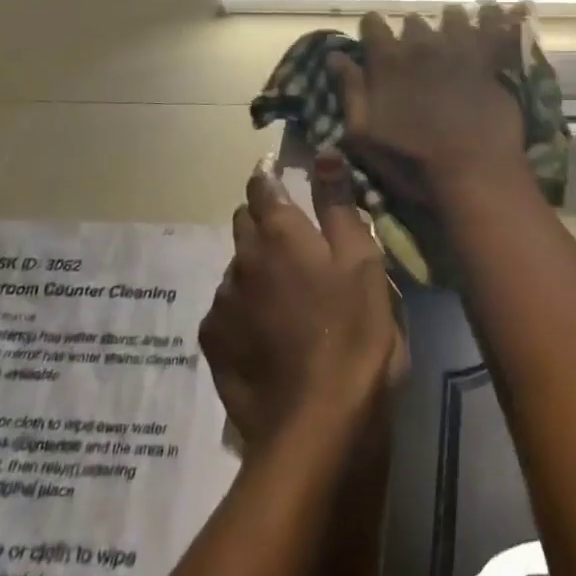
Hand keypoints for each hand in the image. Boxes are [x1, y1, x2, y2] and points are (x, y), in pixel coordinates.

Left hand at [200, 156, 405, 454]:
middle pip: (244, 223)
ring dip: (256, 266)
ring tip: (287, 291)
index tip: (277, 171)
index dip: (268, 175)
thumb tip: (323, 153)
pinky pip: (227, 308)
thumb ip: (338, 205)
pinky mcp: (213, 343)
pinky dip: (245, 306)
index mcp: (280, 234)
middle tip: (295, 236)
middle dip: (263, 218)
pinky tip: (269, 330)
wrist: (317, 422)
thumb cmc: (354, 331)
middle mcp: (242, 260)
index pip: (262, 187)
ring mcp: (222, 303)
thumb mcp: (362, 261)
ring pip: (236, 267)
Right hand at [330, 4, 530, 202]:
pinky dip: (492, 17)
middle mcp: (422, 45)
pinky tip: (495, 11)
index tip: (375, 38)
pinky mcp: (492, 60)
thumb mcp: (363, 136)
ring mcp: (460, 49)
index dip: (373, 30)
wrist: (474, 173)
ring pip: (452, 17)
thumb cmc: (412, 163)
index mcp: (387, 62)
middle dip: (412, 32)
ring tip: (452, 30)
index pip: (373, 26)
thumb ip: (349, 91)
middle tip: (415, 47)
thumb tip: (336, 56)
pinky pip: (492, 26)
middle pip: (413, 23)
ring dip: (449, 22)